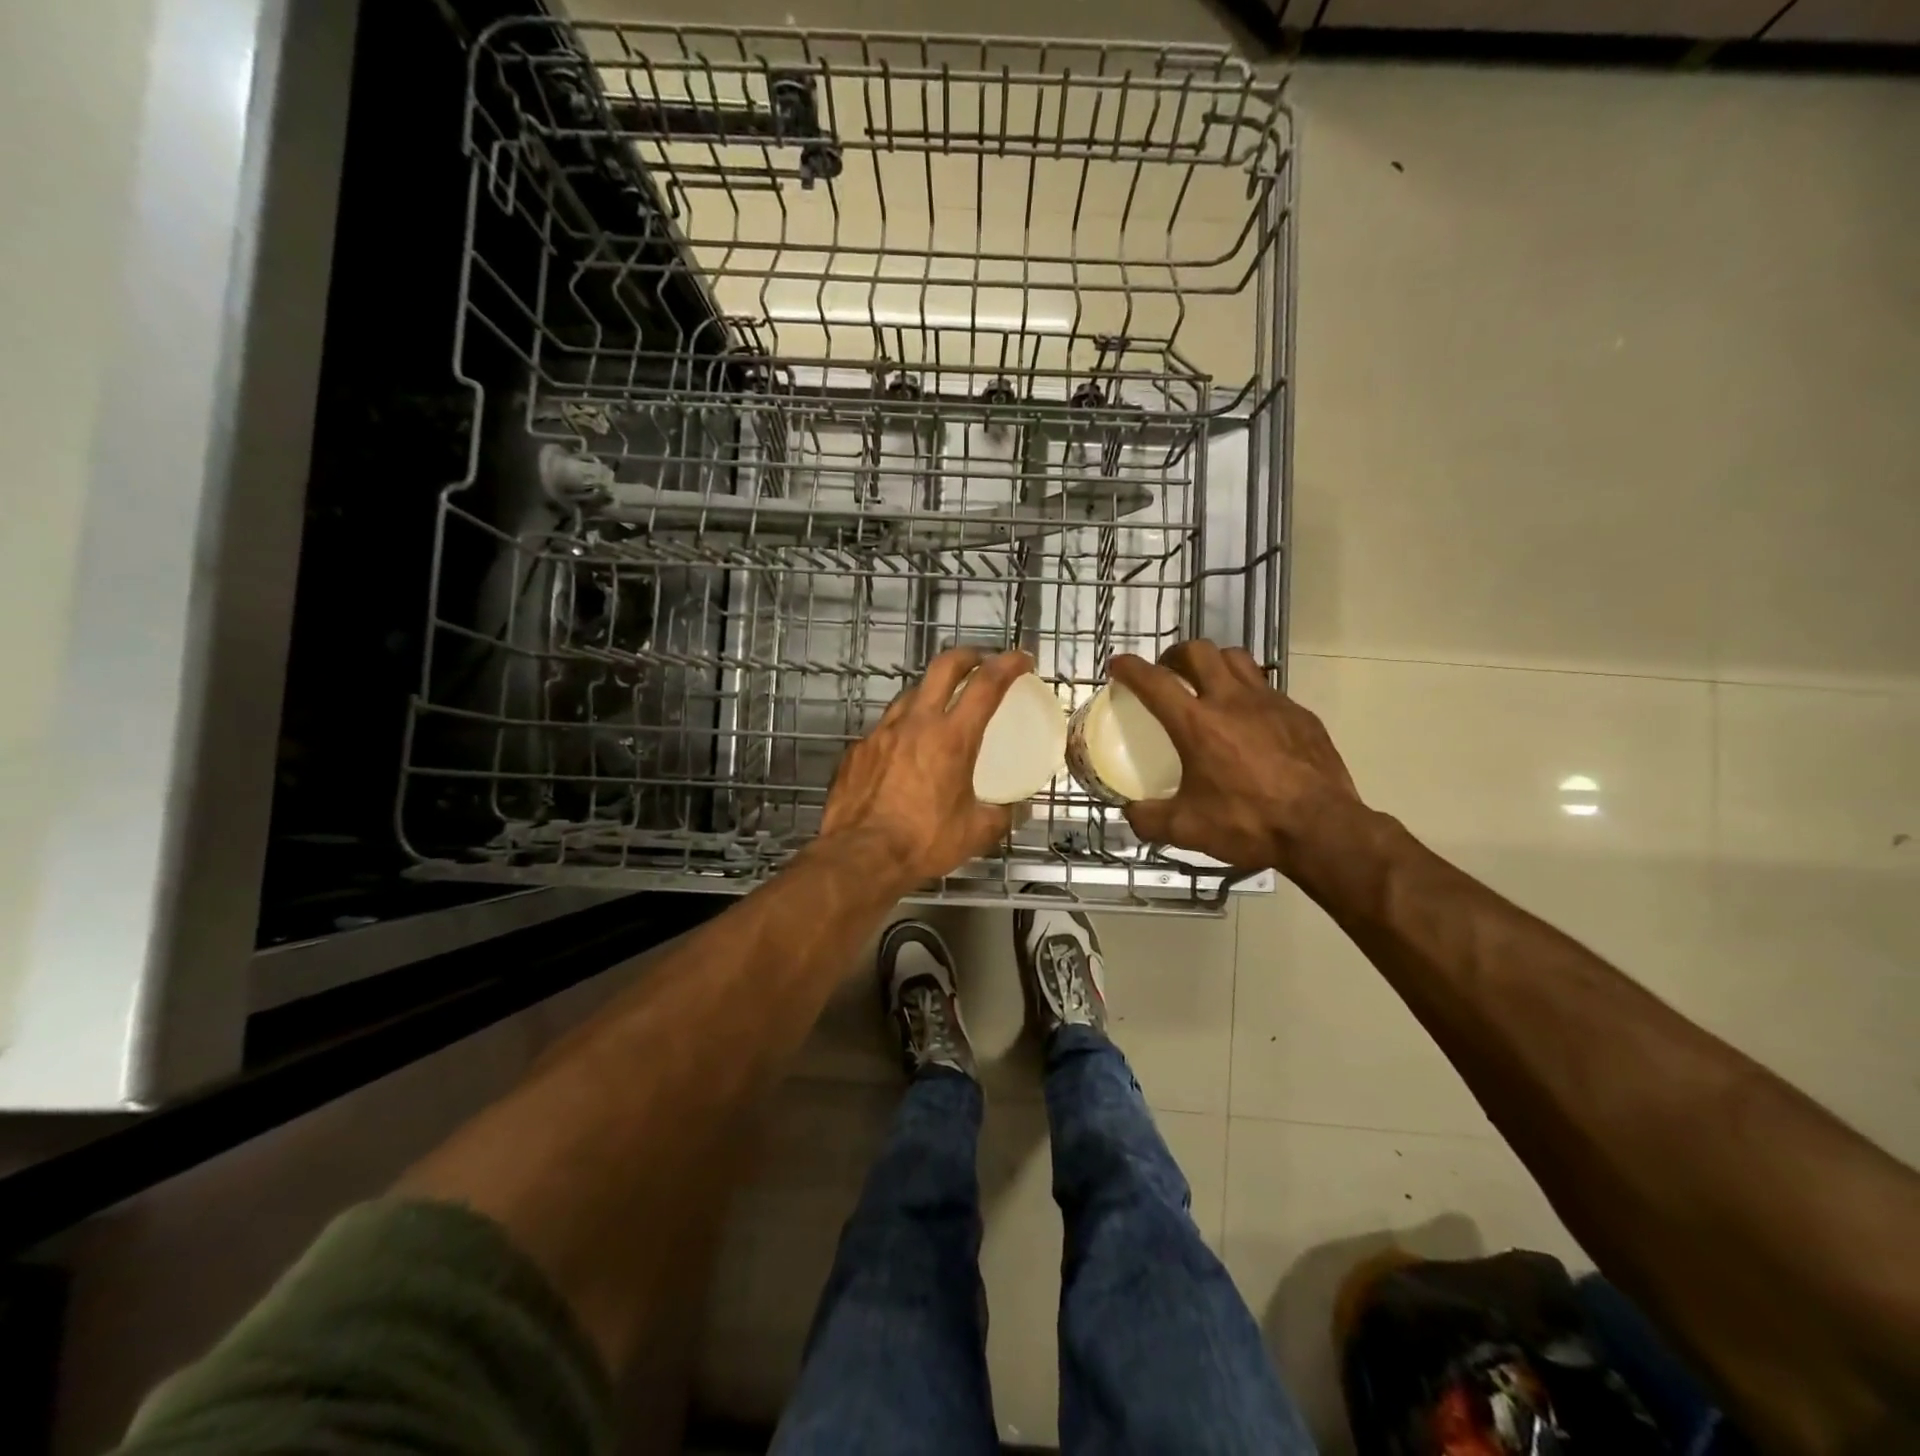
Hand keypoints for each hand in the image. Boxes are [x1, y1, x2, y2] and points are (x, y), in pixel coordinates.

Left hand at [818, 647, 1032, 885]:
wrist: (860, 857)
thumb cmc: (923, 842)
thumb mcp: (975, 832)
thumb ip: (1001, 815)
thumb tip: (1016, 810)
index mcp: (952, 738)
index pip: (986, 685)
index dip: (1008, 665)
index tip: (1021, 659)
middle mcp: (916, 723)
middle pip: (943, 668)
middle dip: (967, 656)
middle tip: (980, 661)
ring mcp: (881, 733)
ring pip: (910, 695)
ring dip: (930, 692)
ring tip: (940, 708)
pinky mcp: (857, 750)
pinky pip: (884, 728)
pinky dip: (901, 730)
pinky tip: (903, 751)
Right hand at [1108, 641, 1363, 877]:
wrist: (1323, 830)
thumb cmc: (1249, 824)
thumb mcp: (1187, 829)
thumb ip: (1150, 819)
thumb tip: (1131, 813)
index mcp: (1197, 724)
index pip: (1154, 681)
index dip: (1130, 668)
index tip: (1118, 665)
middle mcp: (1231, 701)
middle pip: (1198, 652)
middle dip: (1175, 655)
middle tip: (1168, 672)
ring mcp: (1270, 703)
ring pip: (1236, 658)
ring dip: (1214, 663)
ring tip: (1208, 683)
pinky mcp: (1299, 714)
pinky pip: (1267, 687)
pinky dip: (1248, 692)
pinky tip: (1249, 720)